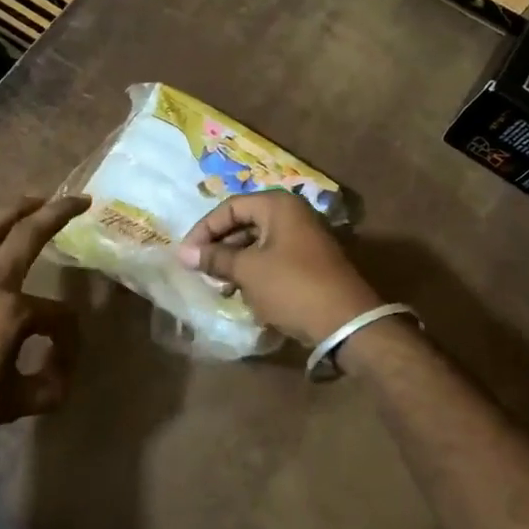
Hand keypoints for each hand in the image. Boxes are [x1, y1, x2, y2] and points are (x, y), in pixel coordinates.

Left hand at [0, 195, 89, 453]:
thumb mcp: (15, 404)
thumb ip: (48, 387)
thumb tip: (62, 376)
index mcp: (13, 311)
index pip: (58, 316)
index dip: (69, 338)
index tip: (63, 365)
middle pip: (27, 236)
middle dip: (56, 214)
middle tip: (78, 200)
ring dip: (12, 210)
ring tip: (33, 198)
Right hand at [176, 191, 380, 346]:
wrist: (346, 323)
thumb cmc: (292, 287)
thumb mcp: (248, 271)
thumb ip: (215, 258)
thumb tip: (182, 252)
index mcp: (279, 206)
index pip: (230, 207)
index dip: (205, 229)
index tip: (187, 254)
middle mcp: (293, 215)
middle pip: (244, 222)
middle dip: (220, 246)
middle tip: (200, 270)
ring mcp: (304, 239)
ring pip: (257, 242)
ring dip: (235, 261)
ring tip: (219, 285)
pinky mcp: (309, 263)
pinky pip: (272, 258)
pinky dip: (253, 271)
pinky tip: (242, 293)